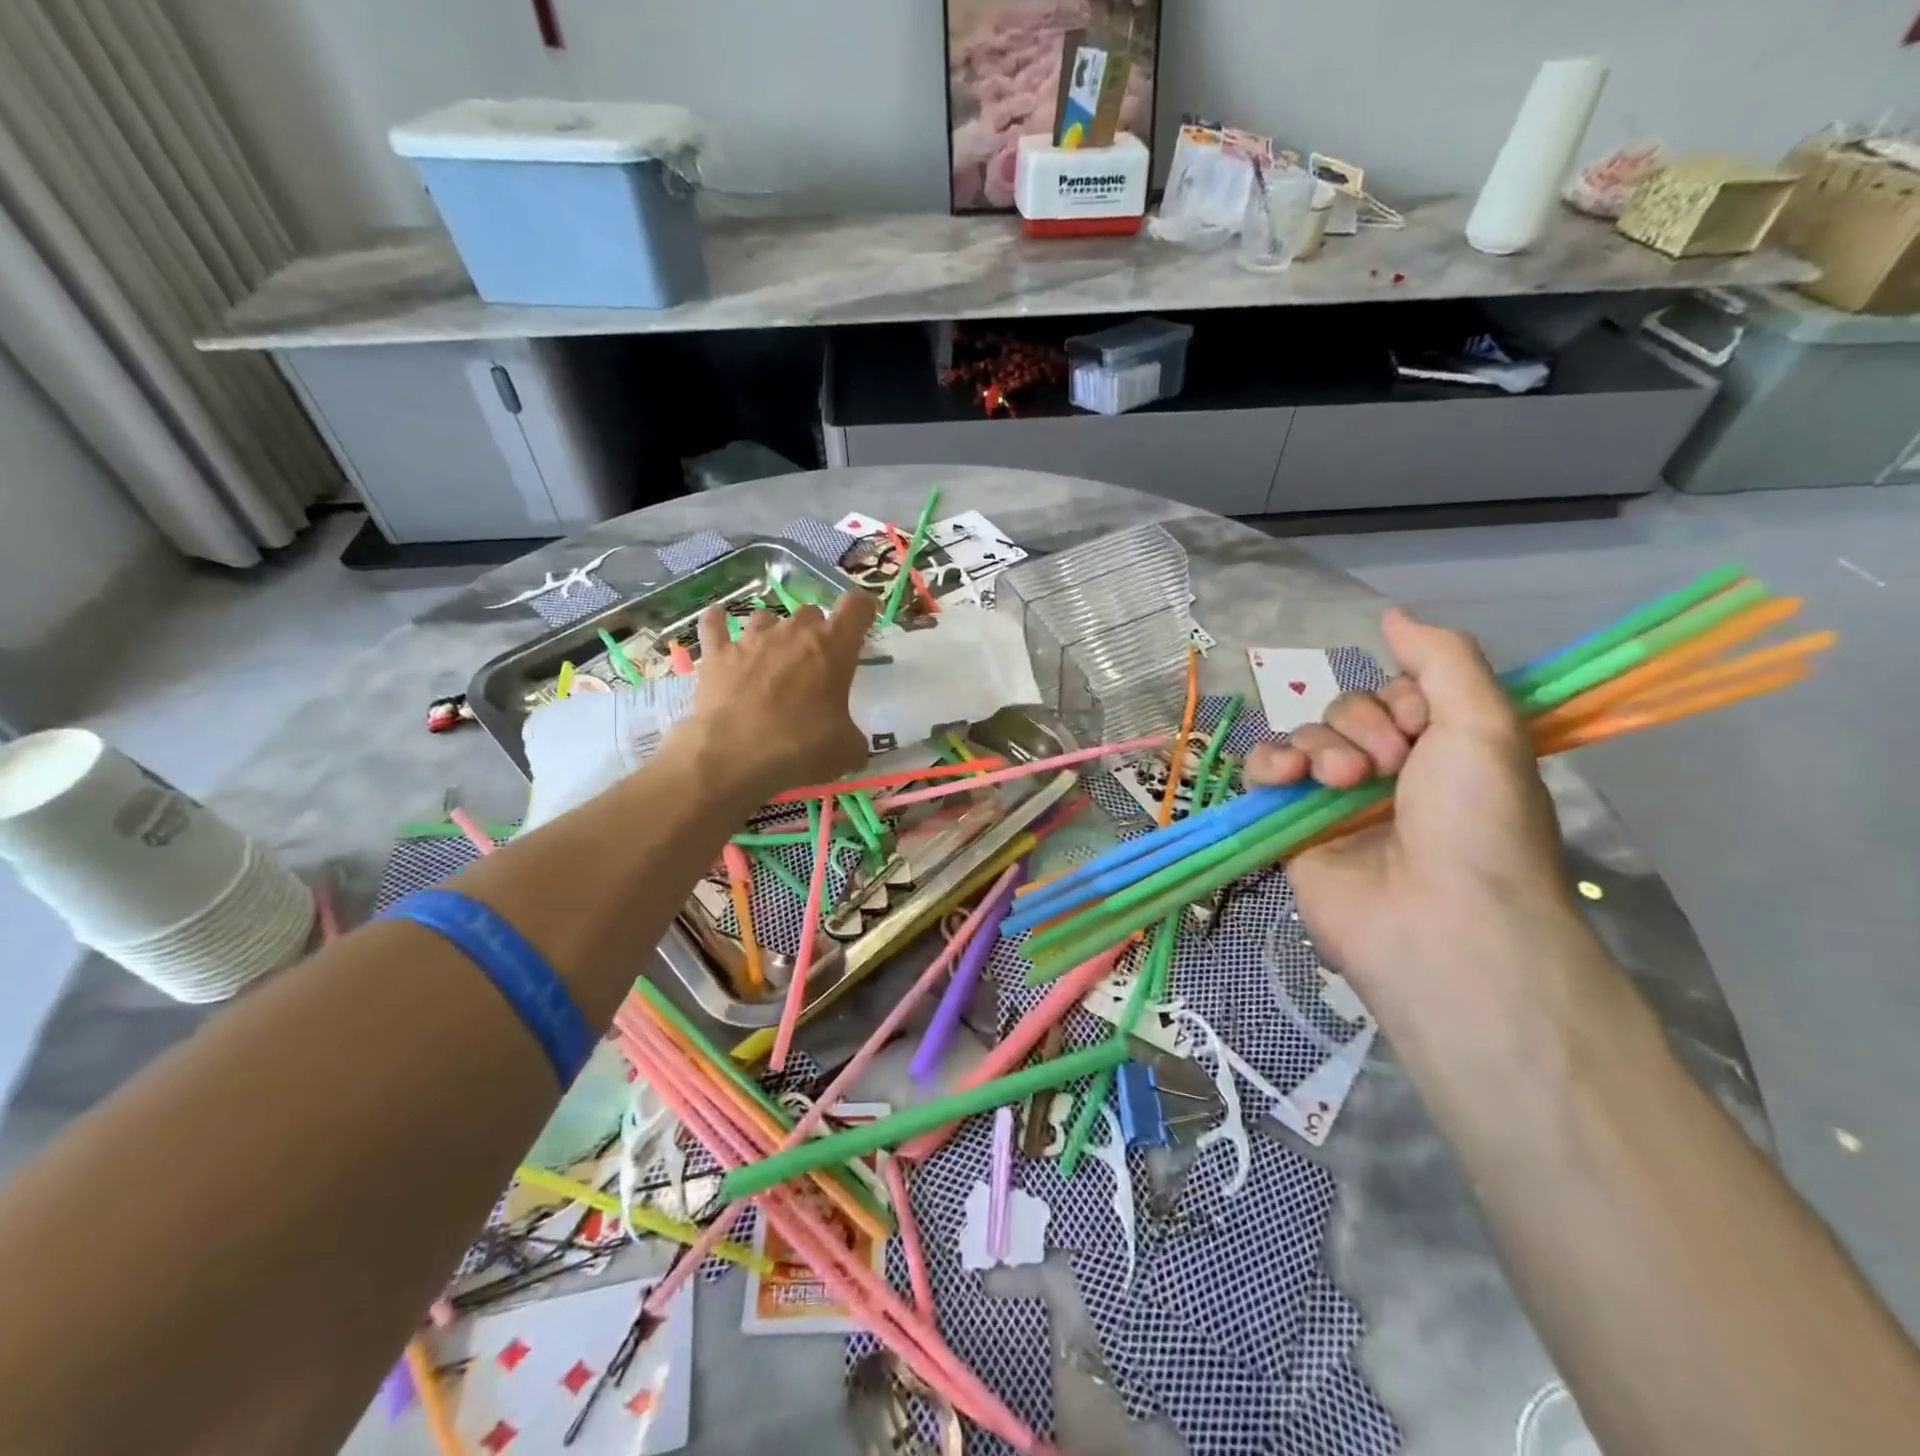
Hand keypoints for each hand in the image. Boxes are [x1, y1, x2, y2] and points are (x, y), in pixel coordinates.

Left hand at [666, 592, 877, 803]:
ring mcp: (752, 639)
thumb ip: (854, 737)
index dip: (863, 609)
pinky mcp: (717, 653)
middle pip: (811, 612)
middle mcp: (793, 632)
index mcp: (833, 647)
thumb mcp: (847, 751)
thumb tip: (852, 744)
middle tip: (816, 661)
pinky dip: (718, 620)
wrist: (734, 757)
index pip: (856, 607)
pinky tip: (718, 619)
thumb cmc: (801, 748)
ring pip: (767, 617)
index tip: (865, 619)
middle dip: (816, 631)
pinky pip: (714, 623)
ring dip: (774, 631)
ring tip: (773, 654)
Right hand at [1244, 609, 1591, 1017]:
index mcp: (1439, 749)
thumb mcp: (1486, 723)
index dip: (1402, 700)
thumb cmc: (1476, 820)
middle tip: (1388, 768)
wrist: (1439, 919)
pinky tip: (1285, 778)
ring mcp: (1334, 801)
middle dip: (1361, 728)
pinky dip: (1267, 765)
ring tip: (1341, 783)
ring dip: (1319, 748)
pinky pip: (1264, 774)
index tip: (1423, 730)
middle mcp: (1386, 771)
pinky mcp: (1290, 827)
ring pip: (1303, 738)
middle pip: (1345, 711)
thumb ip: (1442, 657)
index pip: (1395, 692)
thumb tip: (1391, 611)